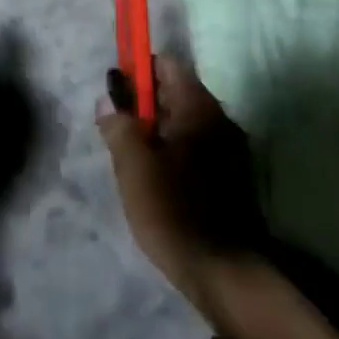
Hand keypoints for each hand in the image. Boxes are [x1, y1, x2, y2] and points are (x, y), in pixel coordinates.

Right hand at [97, 55, 264, 316]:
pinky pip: (194, 147)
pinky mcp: (231, 177)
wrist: (224, 273)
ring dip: (156, 130)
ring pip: (184, 122)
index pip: (167, 65)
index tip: (115, 90)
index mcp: (198, 108)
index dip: (138, 70)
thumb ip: (118, 124)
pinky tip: (154, 177)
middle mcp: (220, 120)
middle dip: (143, 102)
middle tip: (116, 126)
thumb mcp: (133, 164)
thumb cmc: (174, 209)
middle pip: (176, 91)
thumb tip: (108, 99)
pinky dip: (172, 150)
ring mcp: (230, 150)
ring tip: (130, 155)